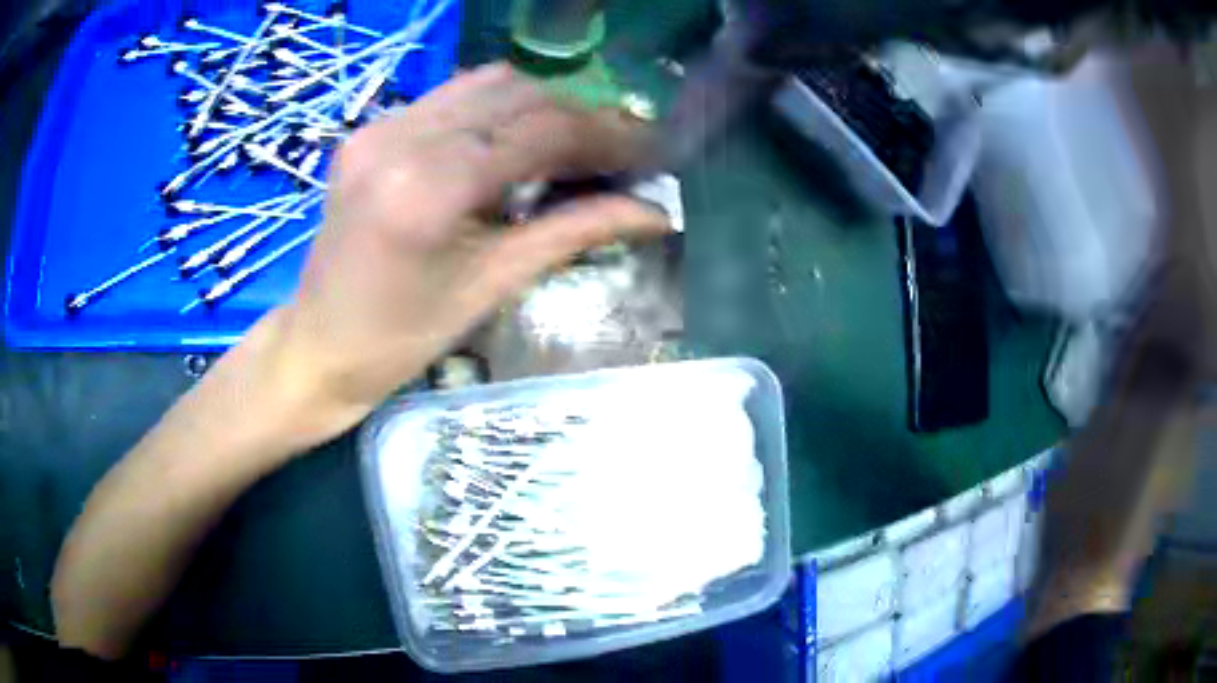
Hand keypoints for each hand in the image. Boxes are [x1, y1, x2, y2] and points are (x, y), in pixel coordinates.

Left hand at [247, 63, 670, 445]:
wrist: (318, 345)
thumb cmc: (402, 338)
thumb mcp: (493, 285)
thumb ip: (575, 232)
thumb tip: (654, 213)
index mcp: (429, 187)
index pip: (540, 130)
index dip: (607, 135)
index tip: (651, 151)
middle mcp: (401, 137)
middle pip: (518, 94)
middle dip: (579, 117)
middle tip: (616, 153)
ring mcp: (379, 126)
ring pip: (486, 84)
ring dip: (540, 107)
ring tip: (570, 147)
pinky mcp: (369, 129)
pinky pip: (451, 98)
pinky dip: (496, 111)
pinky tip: (512, 144)